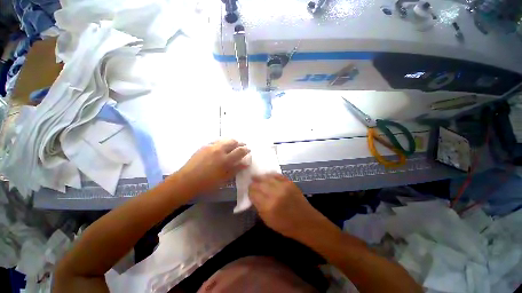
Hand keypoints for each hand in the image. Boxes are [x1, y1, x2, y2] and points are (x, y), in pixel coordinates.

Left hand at [178, 139, 249, 193]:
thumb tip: (246, 163)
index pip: (239, 151)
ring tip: (234, 144)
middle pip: (232, 142)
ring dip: (231, 141)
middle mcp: (219, 150)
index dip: (245, 149)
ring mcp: (211, 147)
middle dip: (239, 142)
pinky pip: (216, 141)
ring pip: (224, 139)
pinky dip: (222, 142)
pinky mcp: (204, 146)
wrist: (187, 180)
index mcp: (225, 159)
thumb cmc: (207, 182)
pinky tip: (222, 145)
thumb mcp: (224, 178)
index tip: (248, 149)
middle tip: (242, 145)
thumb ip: (236, 169)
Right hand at [248, 174, 339, 239]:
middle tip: (251, 183)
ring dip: (260, 177)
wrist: (306, 221)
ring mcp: (283, 186)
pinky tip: (267, 176)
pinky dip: (270, 175)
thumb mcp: (268, 221)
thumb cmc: (286, 226)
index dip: (250, 191)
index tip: (249, 191)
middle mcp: (274, 194)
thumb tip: (253, 196)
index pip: (253, 193)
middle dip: (253, 183)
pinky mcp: (289, 182)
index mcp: (268, 206)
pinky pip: (277, 175)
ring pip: (267, 178)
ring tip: (256, 177)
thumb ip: (259, 207)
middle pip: (259, 184)